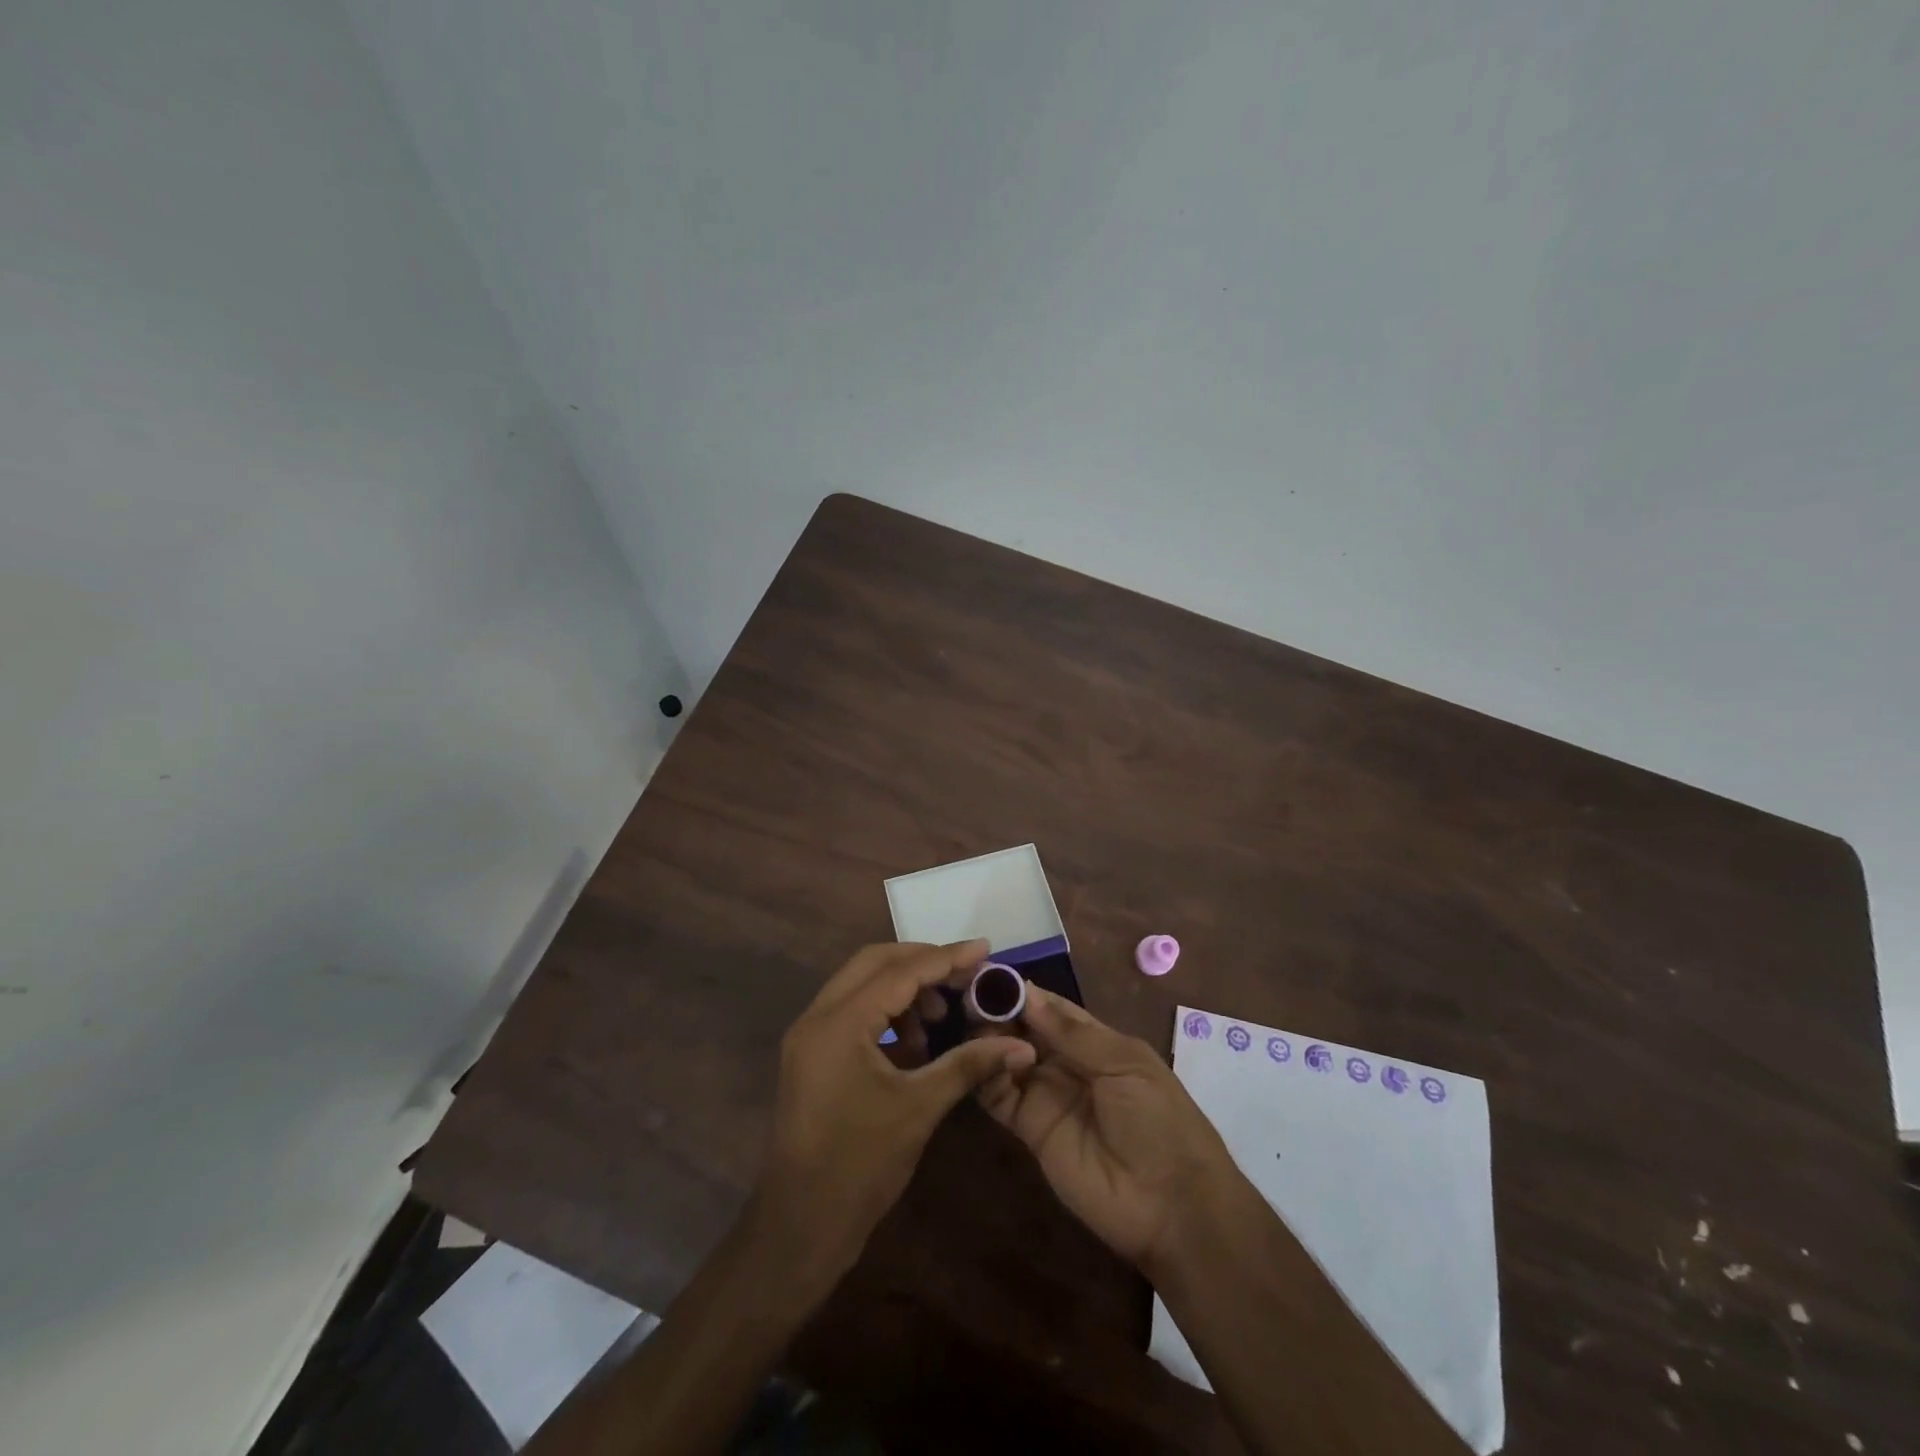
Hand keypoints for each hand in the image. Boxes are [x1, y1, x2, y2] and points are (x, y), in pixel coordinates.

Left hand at [749, 940, 1036, 1291]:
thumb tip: (1020, 1044)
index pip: (899, 971)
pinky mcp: (812, 1055)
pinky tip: (915, 1044)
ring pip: (861, 985)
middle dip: (922, 963)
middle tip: (965, 974)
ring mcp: (810, 1036)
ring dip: (904, 990)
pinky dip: (887, 1014)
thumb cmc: (860, 1167)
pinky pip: (853, 1012)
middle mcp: (817, 1017)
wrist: (800, 1228)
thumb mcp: (920, 1109)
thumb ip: (968, 1064)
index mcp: (839, 1023)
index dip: (946, 958)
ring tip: (940, 1017)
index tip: (985, 948)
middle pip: (874, 963)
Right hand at [976, 987, 1234, 1269]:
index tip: (988, 973)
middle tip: (968, 997)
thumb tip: (1027, 993)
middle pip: (1024, 1030)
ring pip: (1007, 1058)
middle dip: (999, 1012)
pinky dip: (986, 1077)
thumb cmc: (1158, 1120)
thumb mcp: (1125, 1064)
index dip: (1023, 992)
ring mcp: (1046, 1096)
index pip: (1051, 1007)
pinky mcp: (1030, 1130)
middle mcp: (1065, 1064)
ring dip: (989, 1040)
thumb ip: (1073, 1033)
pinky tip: (981, 1062)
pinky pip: (1000, 1097)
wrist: (1170, 1204)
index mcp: (1095, 1042)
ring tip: (973, 1027)